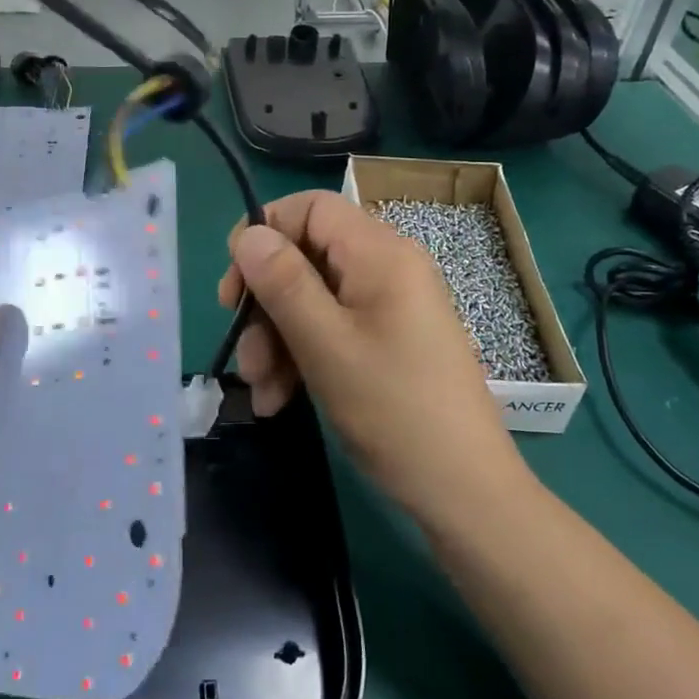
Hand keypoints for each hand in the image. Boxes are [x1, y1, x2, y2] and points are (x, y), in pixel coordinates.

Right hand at [218, 191, 521, 520]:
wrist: (464, 491)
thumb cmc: (394, 410)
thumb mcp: (326, 345)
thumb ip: (283, 283)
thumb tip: (248, 234)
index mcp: (380, 253)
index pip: (311, 208)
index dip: (265, 233)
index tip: (235, 286)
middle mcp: (387, 269)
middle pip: (306, 258)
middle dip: (266, 306)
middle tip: (245, 356)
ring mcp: (389, 307)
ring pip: (312, 300)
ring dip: (278, 341)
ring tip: (262, 393)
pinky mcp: (387, 340)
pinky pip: (332, 330)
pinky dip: (301, 358)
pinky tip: (280, 401)